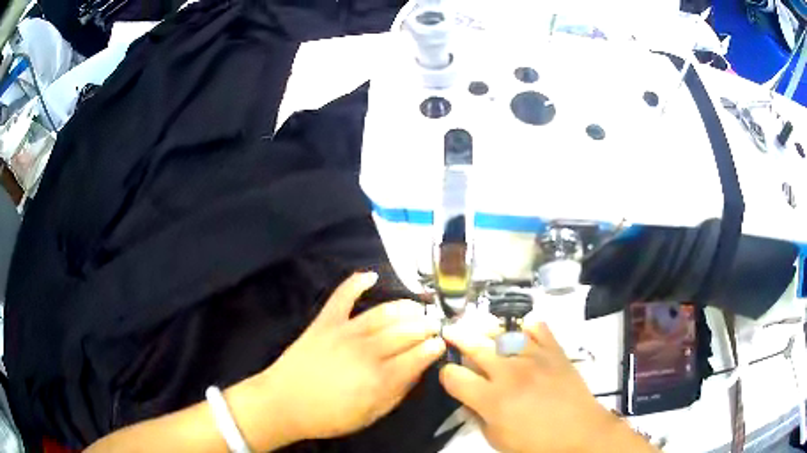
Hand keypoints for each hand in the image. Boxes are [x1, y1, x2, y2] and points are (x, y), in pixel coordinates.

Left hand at [257, 272, 445, 443]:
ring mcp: (345, 332)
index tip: (441, 343)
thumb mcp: (371, 415)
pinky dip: (356, 283)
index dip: (434, 347)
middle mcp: (367, 351)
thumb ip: (397, 392)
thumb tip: (417, 371)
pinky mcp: (325, 322)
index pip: (418, 355)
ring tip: (415, 307)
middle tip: (433, 324)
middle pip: (406, 331)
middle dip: (425, 325)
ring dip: (404, 307)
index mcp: (381, 378)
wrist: (284, 403)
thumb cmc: (329, 416)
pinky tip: (370, 275)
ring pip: (383, 312)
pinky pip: (342, 296)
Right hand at [439, 323, 652, 452]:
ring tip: (481, 327)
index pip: (454, 376)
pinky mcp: (554, 350)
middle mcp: (508, 372)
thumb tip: (469, 400)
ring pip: (503, 333)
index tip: (451, 377)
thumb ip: (478, 418)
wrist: (580, 432)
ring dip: (487, 330)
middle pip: (474, 346)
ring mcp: (533, 357)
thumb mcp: (498, 440)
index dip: (446, 375)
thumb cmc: (536, 444)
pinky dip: (527, 326)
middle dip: (457, 337)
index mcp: (491, 398)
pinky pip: (537, 327)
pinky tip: (523, 330)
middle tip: (449, 330)